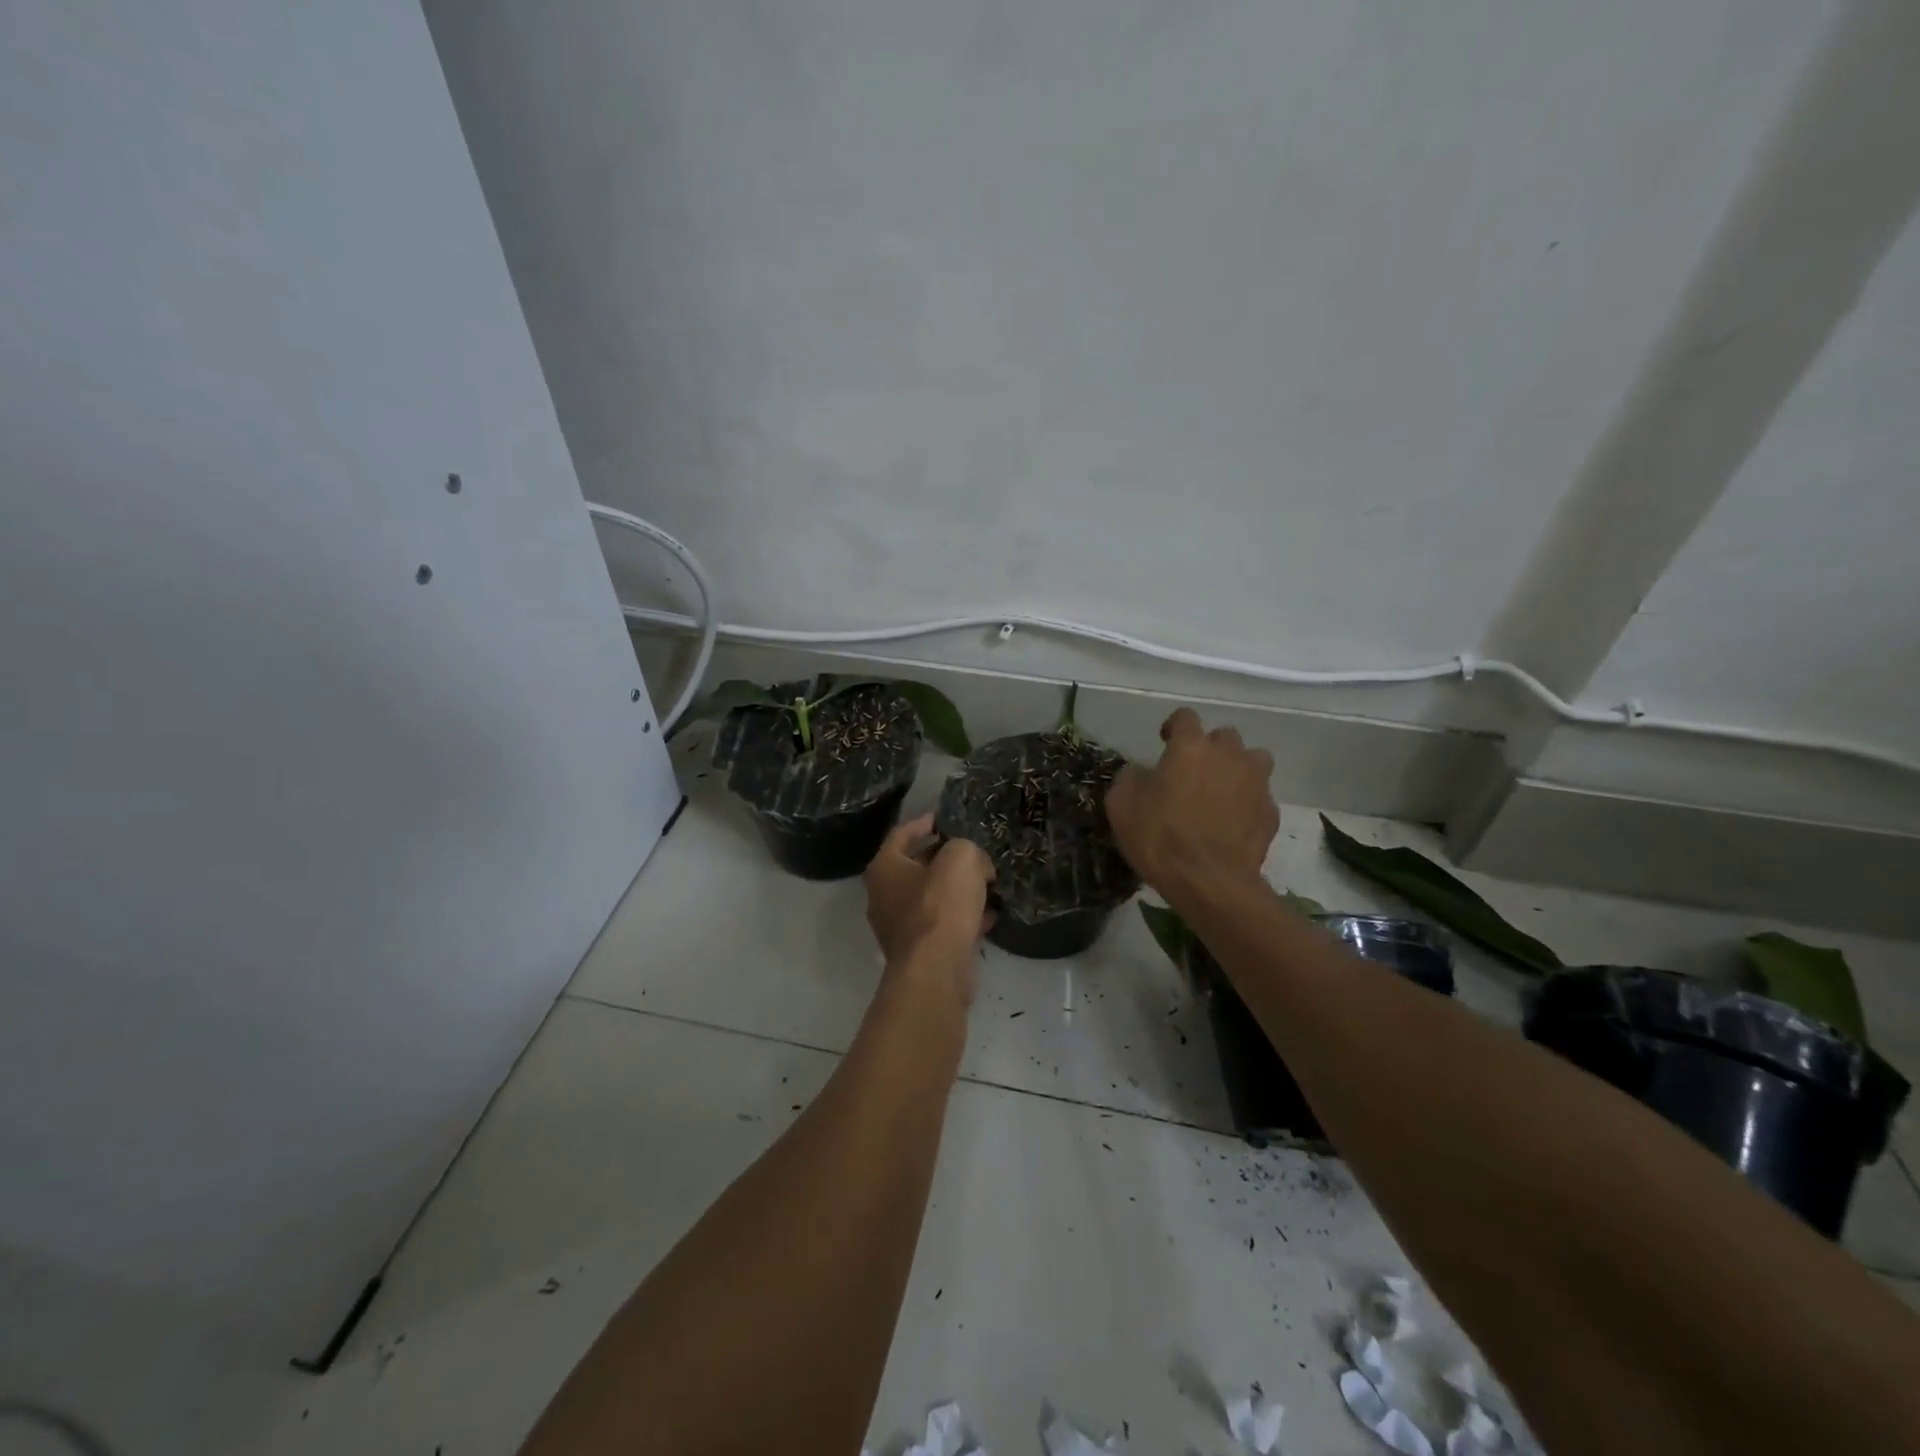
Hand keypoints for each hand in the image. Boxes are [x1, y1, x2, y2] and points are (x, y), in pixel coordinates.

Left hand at [863, 814, 995, 1002]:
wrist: (936, 969)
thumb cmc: (940, 905)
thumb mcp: (961, 858)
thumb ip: (966, 848)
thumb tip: (976, 865)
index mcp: (884, 868)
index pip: (902, 834)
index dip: (924, 822)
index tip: (944, 818)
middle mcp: (883, 896)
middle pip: (916, 867)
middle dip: (945, 858)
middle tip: (973, 851)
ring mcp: (899, 927)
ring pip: (931, 898)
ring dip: (957, 890)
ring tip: (986, 882)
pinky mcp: (918, 951)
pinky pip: (942, 925)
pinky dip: (962, 918)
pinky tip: (988, 916)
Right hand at [1106, 708, 1277, 904]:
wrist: (1209, 882)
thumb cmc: (1160, 837)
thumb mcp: (1121, 804)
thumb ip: (1131, 777)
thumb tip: (1142, 772)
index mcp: (1190, 747)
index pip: (1185, 717)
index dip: (1173, 726)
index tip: (1164, 741)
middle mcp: (1228, 755)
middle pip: (1224, 736)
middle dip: (1209, 748)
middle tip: (1192, 771)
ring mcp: (1256, 783)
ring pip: (1253, 760)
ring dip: (1237, 768)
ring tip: (1221, 790)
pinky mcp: (1270, 812)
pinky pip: (1259, 795)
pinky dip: (1247, 802)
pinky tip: (1232, 822)